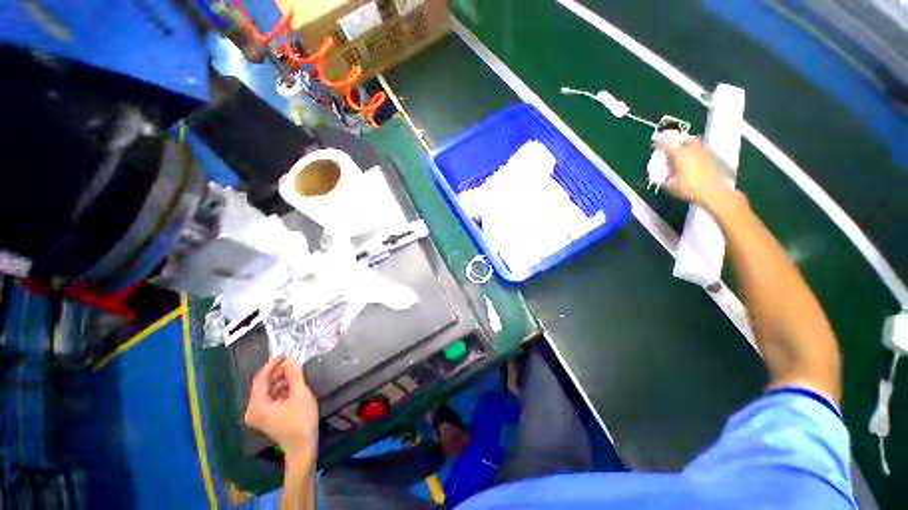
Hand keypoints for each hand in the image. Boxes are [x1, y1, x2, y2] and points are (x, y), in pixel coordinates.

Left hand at [245, 356, 318, 461]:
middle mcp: (253, 410)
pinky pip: (271, 398)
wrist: (302, 446)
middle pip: (263, 385)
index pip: (260, 379)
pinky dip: (281, 389)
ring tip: (295, 372)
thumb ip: (294, 375)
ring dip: (280, 380)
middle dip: (278, 372)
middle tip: (293, 362)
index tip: (285, 353)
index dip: (272, 364)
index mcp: (257, 406)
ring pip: (268, 390)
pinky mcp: (266, 417)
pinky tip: (293, 385)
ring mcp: (259, 415)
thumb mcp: (300, 394)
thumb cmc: (301, 420)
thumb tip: (291, 359)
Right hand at [655, 138, 728, 205]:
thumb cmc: (689, 187)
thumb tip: (656, 178)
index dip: (659, 145)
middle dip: (676, 141)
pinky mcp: (712, 156)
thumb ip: (663, 180)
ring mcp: (703, 152)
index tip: (654, 145)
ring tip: (684, 149)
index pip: (666, 146)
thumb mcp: (671, 186)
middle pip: (683, 140)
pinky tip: (696, 156)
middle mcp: (691, 150)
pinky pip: (703, 148)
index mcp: (679, 155)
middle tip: (672, 147)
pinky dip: (698, 149)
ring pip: (695, 142)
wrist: (712, 191)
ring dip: (688, 144)